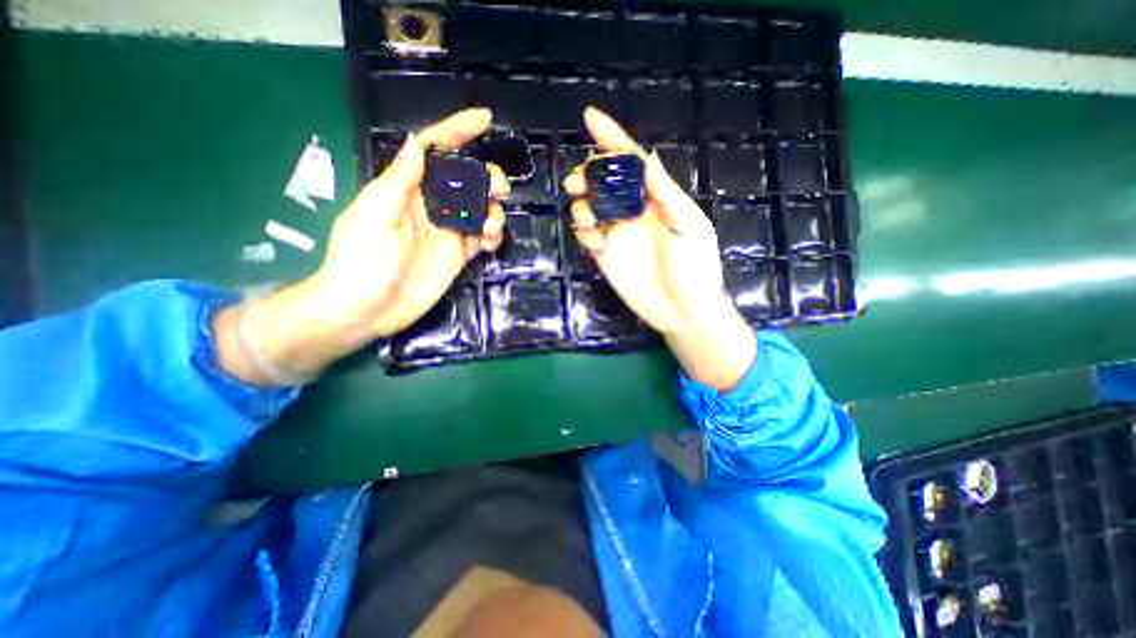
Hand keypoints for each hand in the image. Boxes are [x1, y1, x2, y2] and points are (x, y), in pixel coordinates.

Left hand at [215, 106, 508, 383]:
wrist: (366, 311)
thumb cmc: (361, 262)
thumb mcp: (374, 216)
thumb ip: (399, 181)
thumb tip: (417, 144)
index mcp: (407, 190)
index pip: (435, 151)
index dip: (458, 131)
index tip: (484, 120)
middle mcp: (431, 207)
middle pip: (467, 180)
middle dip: (487, 178)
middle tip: (499, 190)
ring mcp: (447, 232)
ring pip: (481, 209)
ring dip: (493, 212)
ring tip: (489, 229)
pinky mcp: (459, 255)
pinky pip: (483, 238)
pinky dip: (493, 236)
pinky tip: (490, 243)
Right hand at [562, 107, 756, 390]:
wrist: (684, 311)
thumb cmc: (695, 269)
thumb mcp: (688, 227)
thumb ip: (665, 194)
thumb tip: (646, 158)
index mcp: (656, 198)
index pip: (630, 162)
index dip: (611, 138)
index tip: (590, 117)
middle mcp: (633, 211)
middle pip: (603, 181)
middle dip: (587, 175)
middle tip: (578, 184)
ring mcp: (618, 234)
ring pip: (589, 205)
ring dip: (582, 205)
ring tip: (591, 219)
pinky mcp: (606, 255)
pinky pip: (586, 234)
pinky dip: (584, 232)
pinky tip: (596, 244)